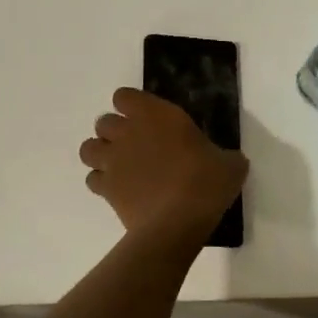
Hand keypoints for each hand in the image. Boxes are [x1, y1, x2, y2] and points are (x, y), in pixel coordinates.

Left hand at [80, 88, 247, 241]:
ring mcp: (113, 160)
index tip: (147, 120)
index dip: (131, 107)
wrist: (178, 221)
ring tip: (119, 166)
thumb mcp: (229, 164)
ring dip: (100, 154)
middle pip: (103, 121)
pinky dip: (101, 183)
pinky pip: (92, 179)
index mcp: (156, 115)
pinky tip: (118, 191)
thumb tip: (229, 160)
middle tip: (135, 146)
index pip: (125, 96)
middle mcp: (128, 132)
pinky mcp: (105, 188)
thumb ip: (224, 156)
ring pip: (88, 148)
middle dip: (115, 132)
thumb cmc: (206, 183)